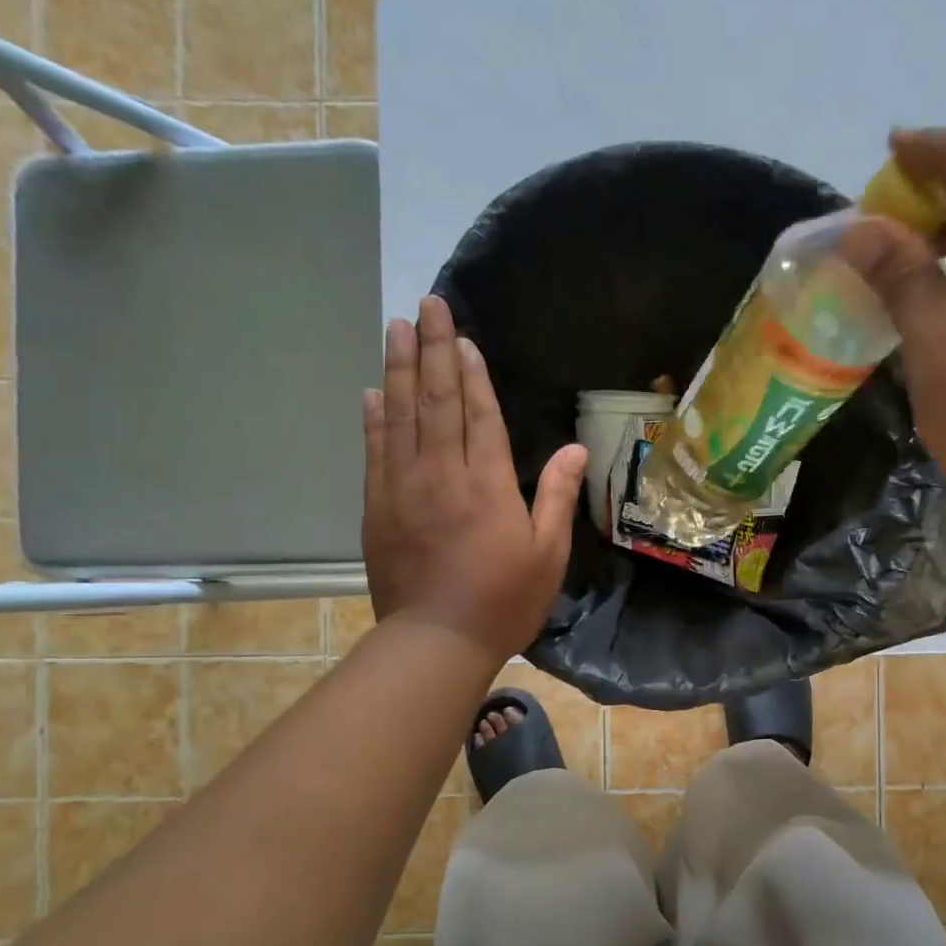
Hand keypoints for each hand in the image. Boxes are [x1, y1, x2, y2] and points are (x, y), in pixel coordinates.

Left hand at [362, 296, 587, 661]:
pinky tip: (371, 392)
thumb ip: (555, 497)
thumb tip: (574, 450)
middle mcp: (442, 474)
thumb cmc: (503, 600)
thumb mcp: (547, 555)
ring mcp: (403, 488)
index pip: (479, 415)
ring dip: (397, 369)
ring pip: (399, 416)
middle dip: (431, 350)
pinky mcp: (377, 508)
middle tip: (426, 305)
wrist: (437, 640)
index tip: (462, 337)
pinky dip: (373, 419)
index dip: (472, 374)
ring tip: (396, 327)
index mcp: (487, 485)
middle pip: (435, 401)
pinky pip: (375, 452)